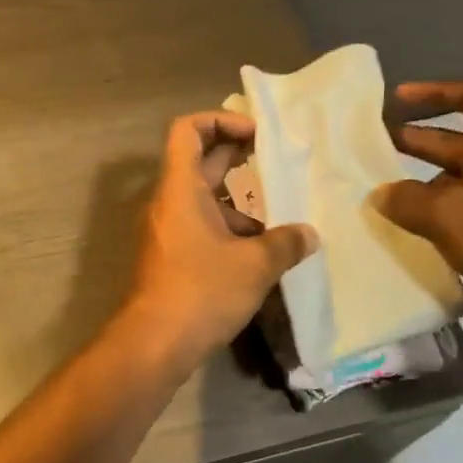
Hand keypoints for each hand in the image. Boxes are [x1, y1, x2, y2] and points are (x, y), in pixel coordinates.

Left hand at [125, 111, 317, 360]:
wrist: (154, 342)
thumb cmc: (201, 291)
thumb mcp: (254, 265)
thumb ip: (285, 243)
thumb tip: (309, 234)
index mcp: (179, 187)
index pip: (187, 130)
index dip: (220, 120)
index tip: (255, 134)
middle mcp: (167, 201)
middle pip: (198, 160)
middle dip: (236, 156)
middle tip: (276, 162)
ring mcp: (165, 229)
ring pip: (202, 198)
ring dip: (237, 202)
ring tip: (279, 219)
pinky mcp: (169, 254)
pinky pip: (198, 225)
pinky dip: (226, 228)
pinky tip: (259, 254)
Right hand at [376, 81, 462, 335]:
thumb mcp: (449, 216)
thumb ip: (407, 199)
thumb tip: (382, 194)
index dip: (434, 91)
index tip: (397, 98)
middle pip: (457, 139)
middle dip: (415, 139)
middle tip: (371, 148)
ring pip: (457, 177)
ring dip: (420, 180)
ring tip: (382, 193)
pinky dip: (436, 209)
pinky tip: (410, 226)